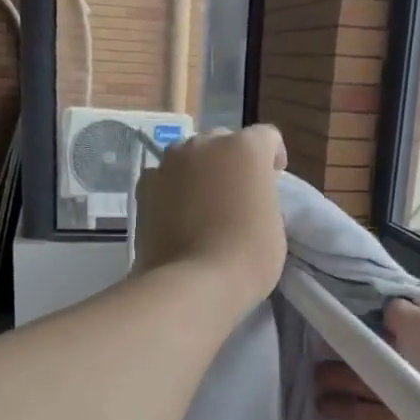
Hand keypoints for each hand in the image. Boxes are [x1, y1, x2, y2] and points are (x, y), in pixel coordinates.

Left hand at [133, 125, 287, 316]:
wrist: (192, 283)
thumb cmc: (247, 257)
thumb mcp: (274, 226)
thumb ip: (262, 198)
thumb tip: (247, 198)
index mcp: (246, 149)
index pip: (266, 137)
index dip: (272, 155)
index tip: (273, 177)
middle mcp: (205, 144)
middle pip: (223, 142)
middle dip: (232, 162)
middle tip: (235, 193)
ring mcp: (170, 162)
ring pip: (189, 157)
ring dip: (199, 172)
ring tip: (202, 203)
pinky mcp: (144, 186)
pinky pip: (164, 178)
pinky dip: (172, 190)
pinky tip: (177, 215)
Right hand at [314, 298, 419, 419]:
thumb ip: (403, 312)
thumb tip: (386, 306)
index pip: (388, 343)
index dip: (360, 337)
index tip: (329, 331)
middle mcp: (418, 390)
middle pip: (372, 380)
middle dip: (341, 373)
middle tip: (313, 370)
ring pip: (367, 416)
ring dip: (341, 408)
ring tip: (315, 402)